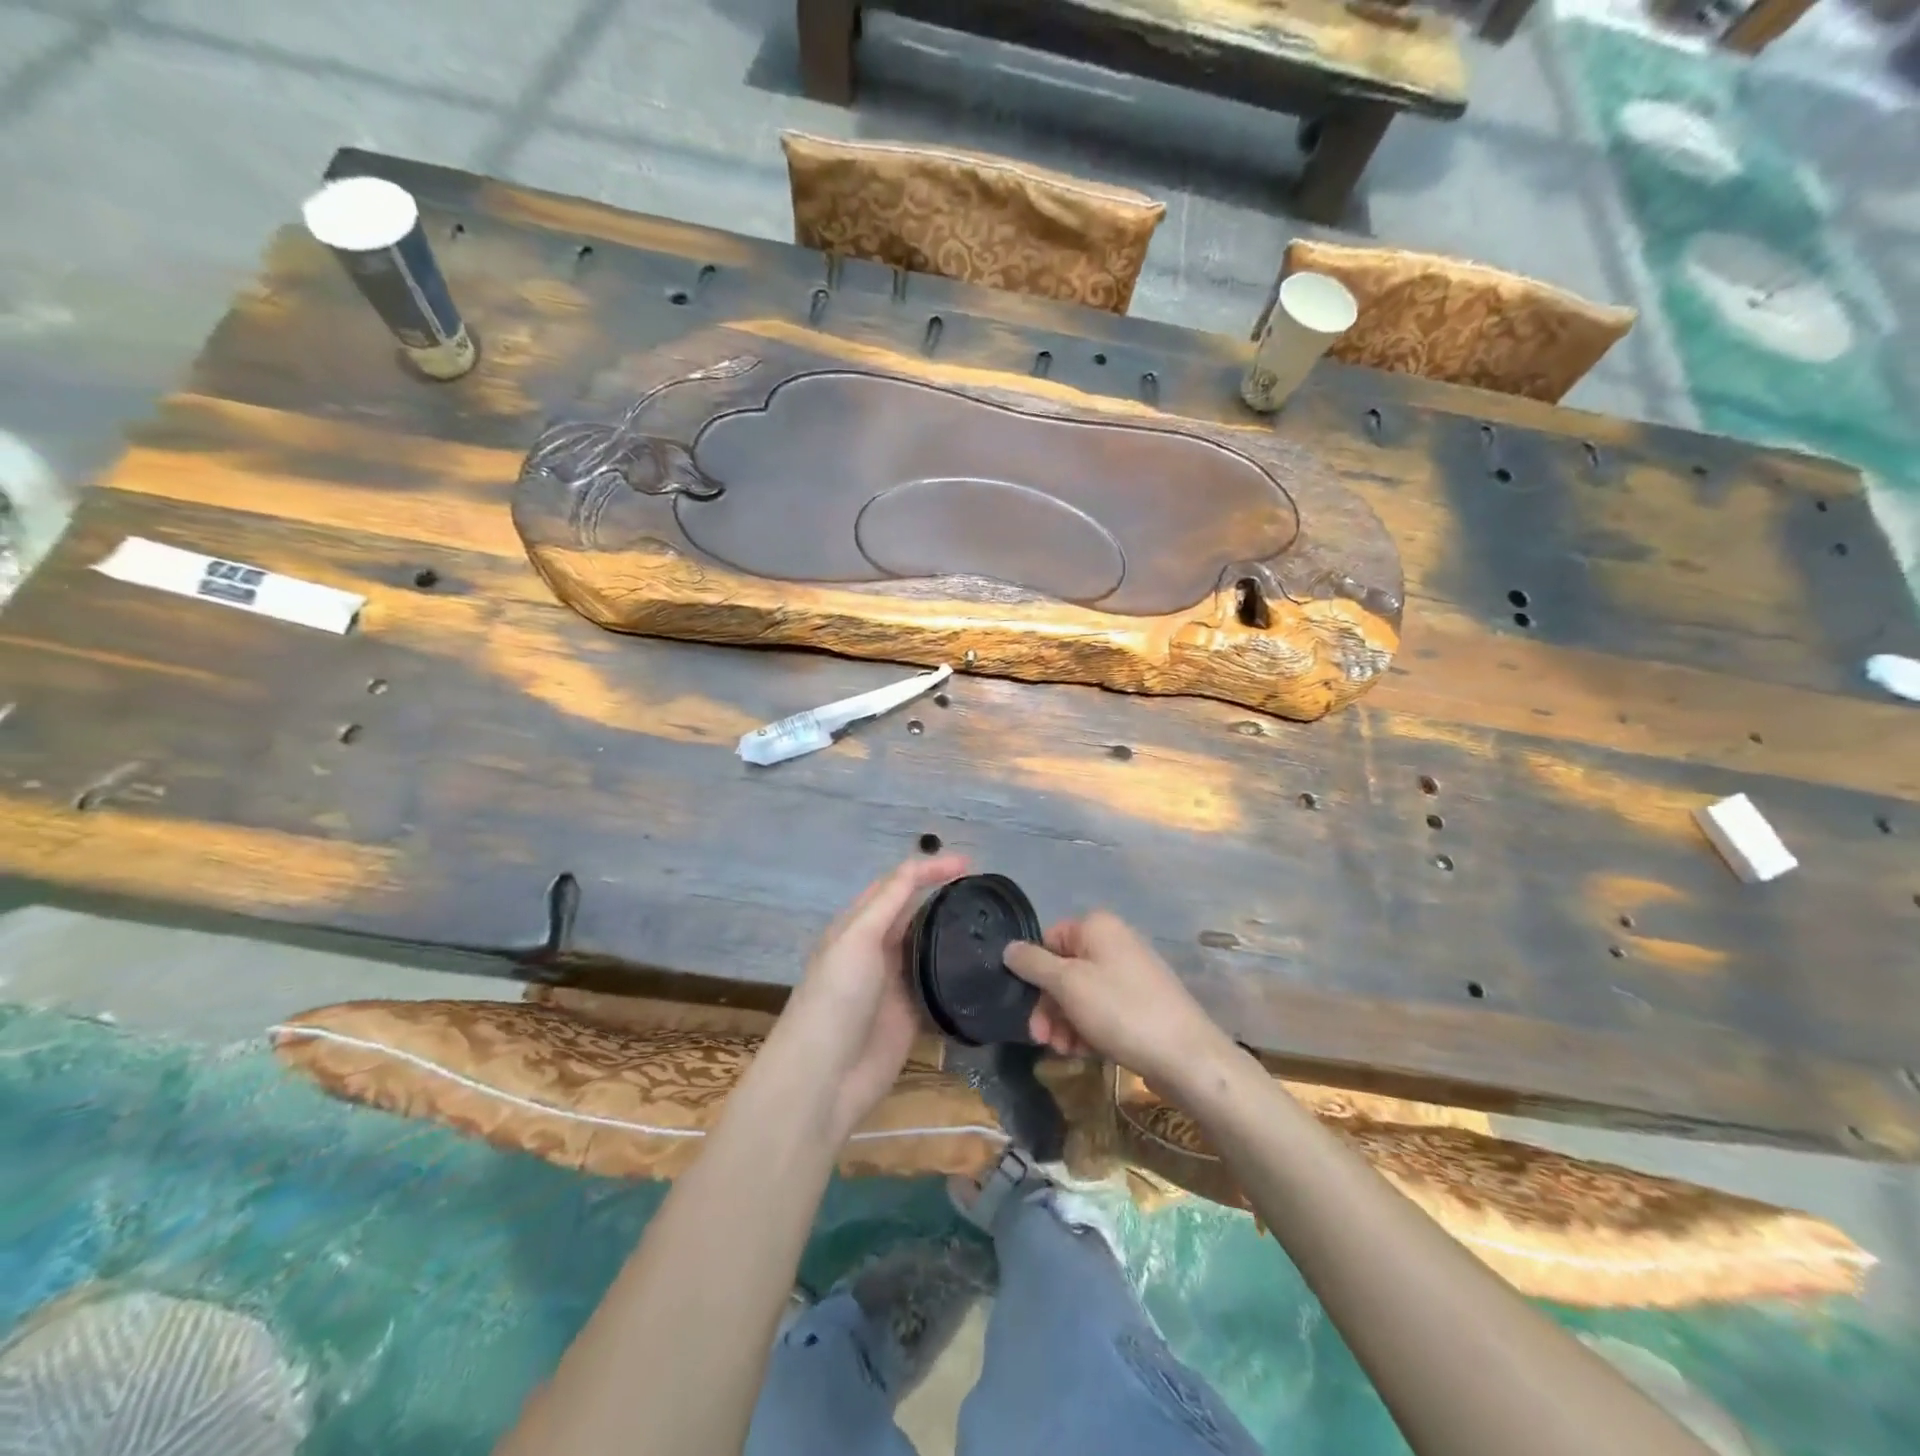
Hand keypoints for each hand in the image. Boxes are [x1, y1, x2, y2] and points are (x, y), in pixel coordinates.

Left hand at [769, 854, 968, 1141]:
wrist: (825, 1077)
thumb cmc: (836, 997)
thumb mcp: (857, 938)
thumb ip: (888, 902)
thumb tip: (919, 868)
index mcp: (857, 925)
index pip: (897, 885)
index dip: (930, 869)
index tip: (969, 864)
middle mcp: (877, 949)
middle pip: (916, 913)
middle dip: (945, 897)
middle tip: (986, 892)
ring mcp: (895, 983)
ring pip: (930, 948)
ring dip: (954, 934)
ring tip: (992, 923)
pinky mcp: (912, 1015)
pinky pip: (939, 986)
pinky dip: (959, 975)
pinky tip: (985, 967)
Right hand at [1004, 912, 1236, 1095]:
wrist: (1186, 1056)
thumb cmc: (1121, 1011)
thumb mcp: (1068, 984)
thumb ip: (1033, 964)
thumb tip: (1009, 948)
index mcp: (1097, 926)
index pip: (1049, 939)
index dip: (1035, 973)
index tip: (1026, 1006)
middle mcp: (1114, 942)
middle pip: (1064, 969)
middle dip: (1049, 1006)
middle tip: (1042, 1039)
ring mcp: (1130, 973)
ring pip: (1081, 993)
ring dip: (1065, 1022)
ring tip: (1065, 1051)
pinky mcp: (1141, 1002)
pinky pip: (1102, 1009)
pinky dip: (1088, 1028)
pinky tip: (1084, 1052)